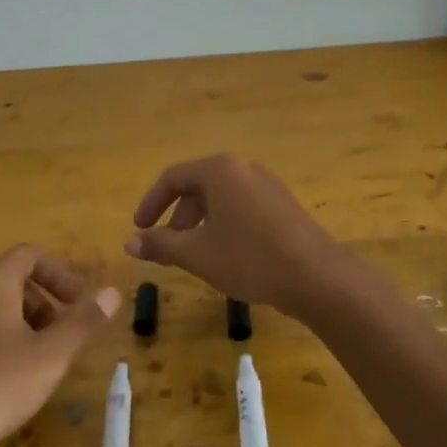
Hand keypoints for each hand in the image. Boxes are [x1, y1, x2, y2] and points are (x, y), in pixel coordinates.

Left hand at [0, 246, 120, 446]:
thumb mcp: (50, 357)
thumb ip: (83, 322)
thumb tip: (113, 292)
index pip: (30, 254)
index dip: (60, 272)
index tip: (79, 301)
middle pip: (11, 279)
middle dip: (45, 301)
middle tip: (63, 335)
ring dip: (23, 322)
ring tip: (39, 360)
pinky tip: (5, 380)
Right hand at [124, 155, 355, 318]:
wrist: (316, 277)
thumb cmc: (249, 259)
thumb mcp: (197, 254)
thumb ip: (161, 245)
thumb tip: (129, 242)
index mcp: (220, 171)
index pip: (173, 178)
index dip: (151, 204)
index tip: (139, 230)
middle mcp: (244, 169)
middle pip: (198, 187)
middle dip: (177, 218)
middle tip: (169, 249)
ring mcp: (267, 186)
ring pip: (221, 200)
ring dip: (200, 225)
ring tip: (196, 258)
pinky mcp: (283, 205)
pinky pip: (242, 208)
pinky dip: (224, 226)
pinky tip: (227, 257)